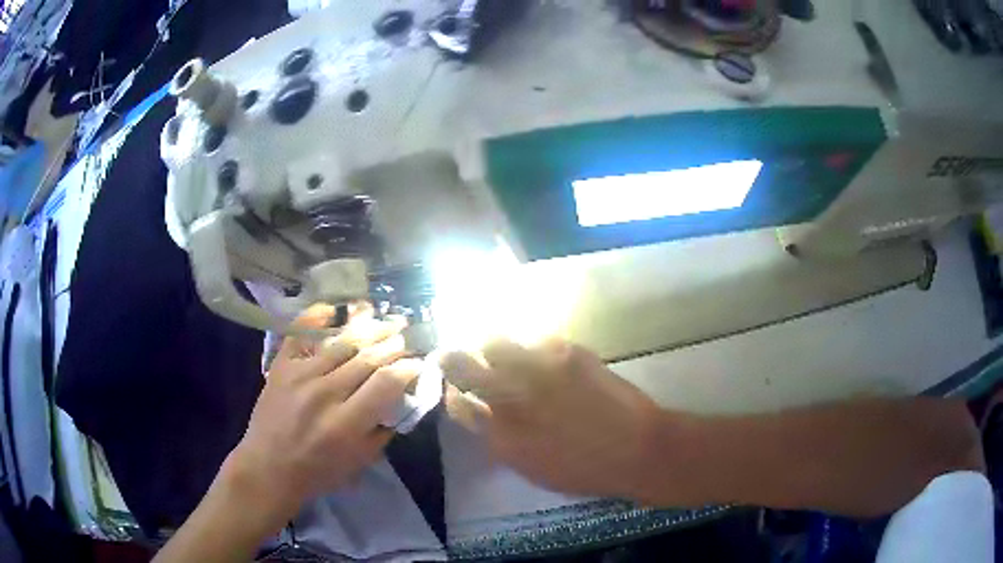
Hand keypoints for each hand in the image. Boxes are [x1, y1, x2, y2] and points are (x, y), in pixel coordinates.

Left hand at [223, 305, 421, 524]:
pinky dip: (317, 317)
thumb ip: (384, 429)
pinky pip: (301, 333)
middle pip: (367, 357)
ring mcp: (300, 375)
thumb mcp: (361, 461)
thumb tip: (402, 398)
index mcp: (347, 423)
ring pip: (341, 342)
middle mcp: (325, 393)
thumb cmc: (319, 471)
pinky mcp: (281, 366)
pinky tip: (335, 309)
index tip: (418, 363)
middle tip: (407, 337)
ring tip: (386, 320)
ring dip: (369, 328)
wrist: (269, 467)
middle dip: (393, 344)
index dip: (408, 368)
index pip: (386, 382)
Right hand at [440, 339, 660, 499]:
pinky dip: (535, 347)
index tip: (457, 387)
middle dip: (454, 358)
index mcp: (499, 436)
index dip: (453, 392)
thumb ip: (502, 440)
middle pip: (462, 365)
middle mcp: (510, 397)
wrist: (635, 449)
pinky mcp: (565, 352)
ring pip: (495, 343)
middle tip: (456, 354)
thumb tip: (487, 417)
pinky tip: (549, 358)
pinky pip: (536, 340)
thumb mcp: (531, 468)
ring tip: (507, 352)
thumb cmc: (583, 470)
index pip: (458, 404)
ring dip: (494, 348)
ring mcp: (537, 370)